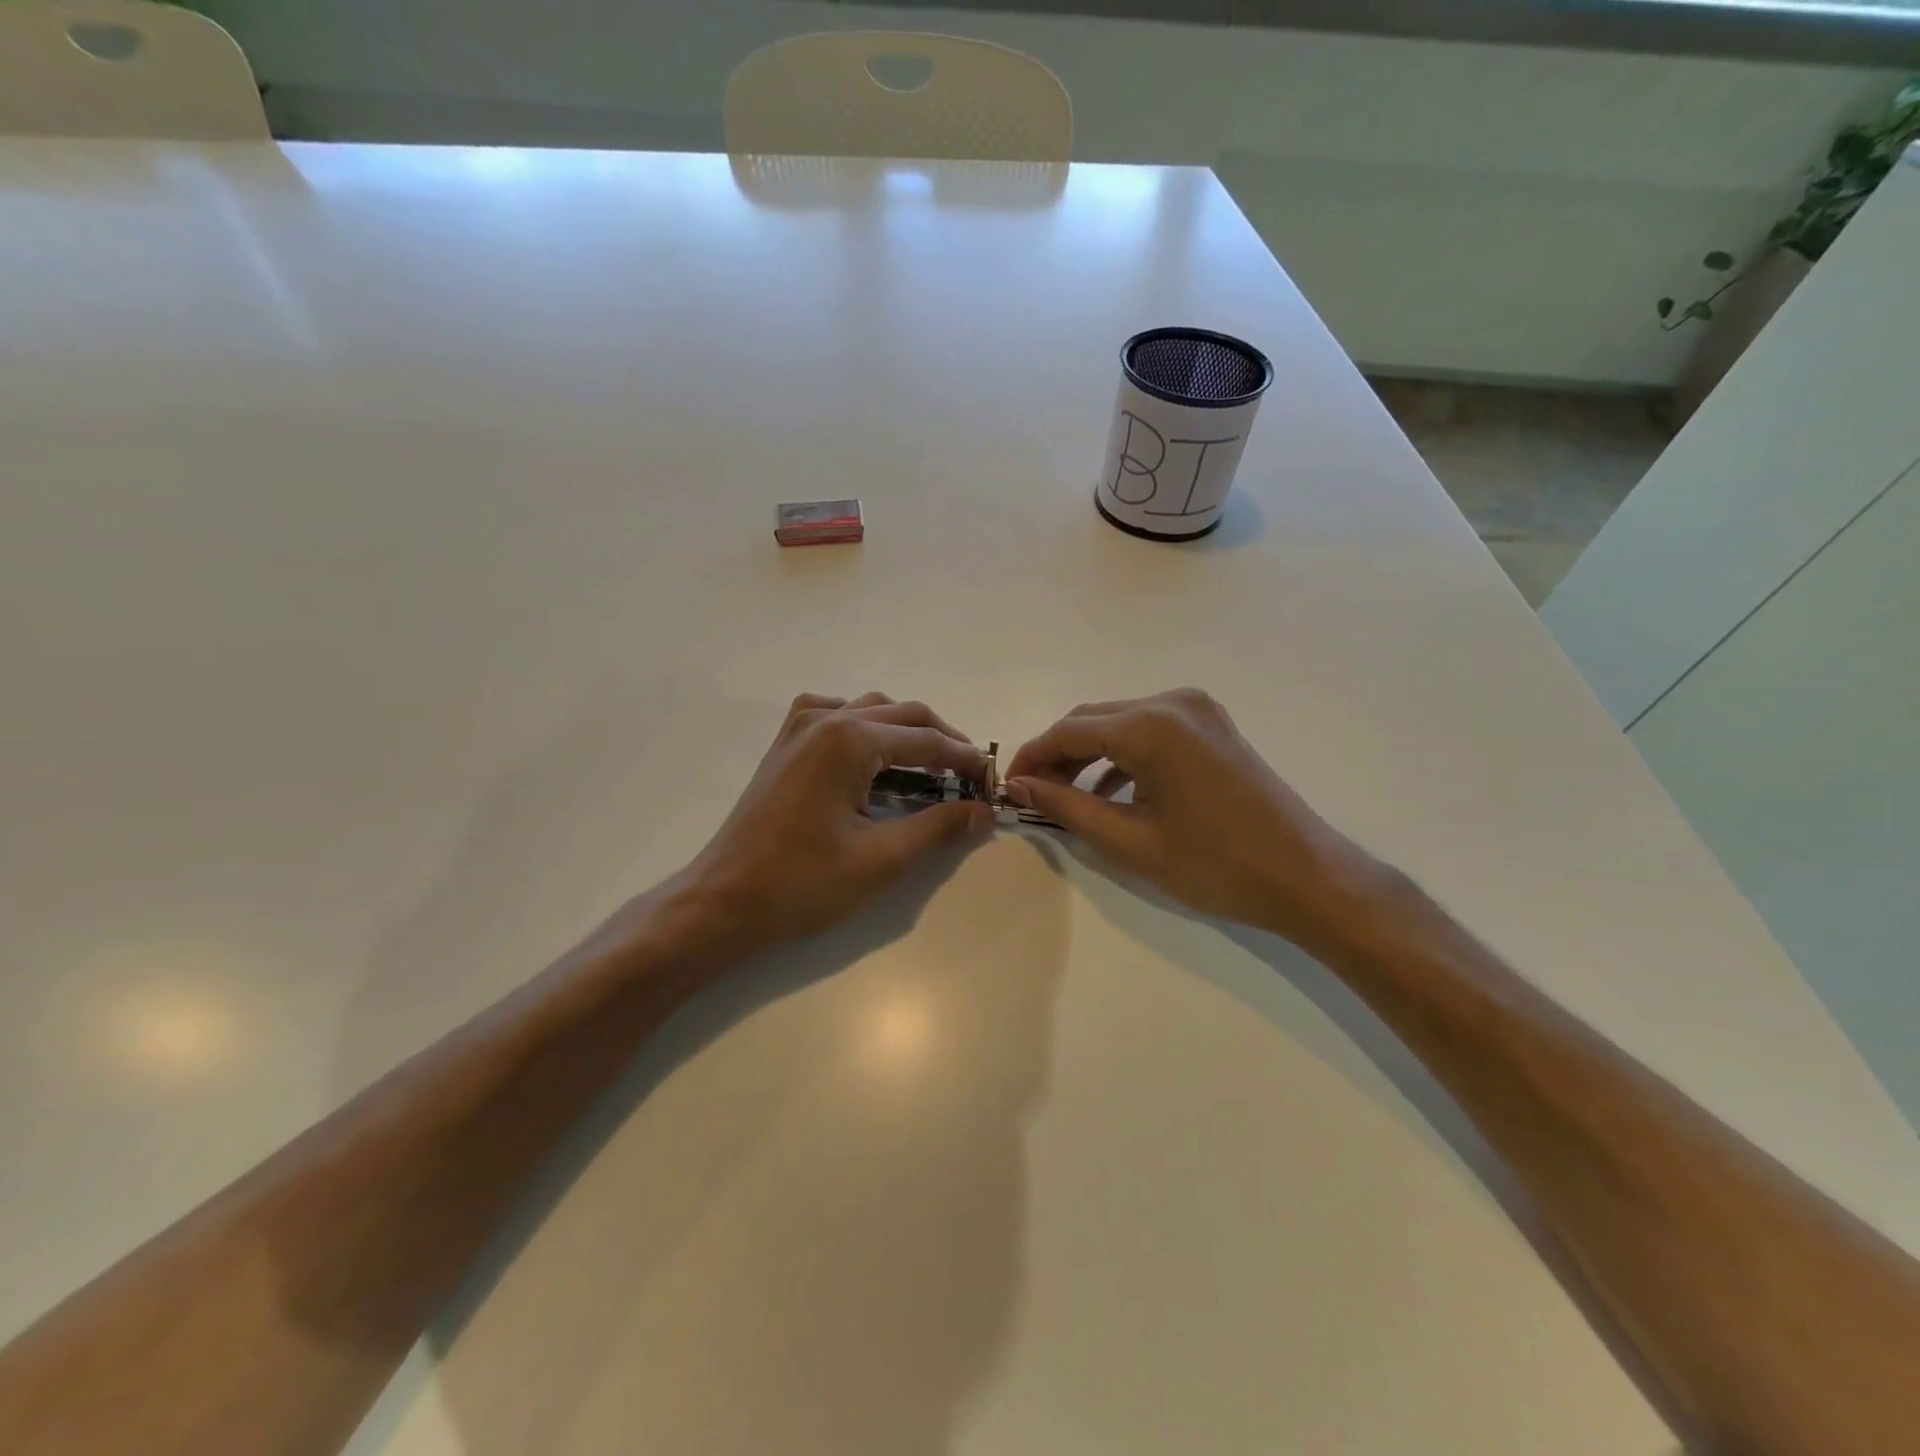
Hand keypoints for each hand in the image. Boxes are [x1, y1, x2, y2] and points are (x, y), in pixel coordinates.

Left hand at [681, 693, 994, 954]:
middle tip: (969, 777)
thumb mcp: (881, 859)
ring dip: (906, 732)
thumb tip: (982, 810)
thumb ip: (938, 827)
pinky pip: (836, 716)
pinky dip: (866, 728)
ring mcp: (800, 728)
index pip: (927, 740)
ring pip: (871, 710)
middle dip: (942, 741)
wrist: (723, 901)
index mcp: (850, 739)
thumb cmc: (802, 884)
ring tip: (932, 768)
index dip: (965, 760)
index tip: (992, 782)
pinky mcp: (785, 744)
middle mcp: (826, 719)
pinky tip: (873, 757)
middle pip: (903, 714)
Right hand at [1004, 689, 1382, 948]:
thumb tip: (1019, 787)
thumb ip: (1066, 806)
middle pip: (1093, 720)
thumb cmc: (1214, 865)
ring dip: (1089, 755)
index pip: (1068, 731)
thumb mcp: (1129, 840)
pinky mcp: (1213, 726)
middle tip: (1032, 795)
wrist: (1307, 877)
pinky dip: (1123, 755)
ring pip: (1120, 723)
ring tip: (1065, 796)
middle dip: (1057, 755)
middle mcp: (1172, 702)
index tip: (1008, 788)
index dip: (1032, 758)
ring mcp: (1198, 710)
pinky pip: (1151, 731)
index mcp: (1150, 725)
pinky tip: (1111, 790)